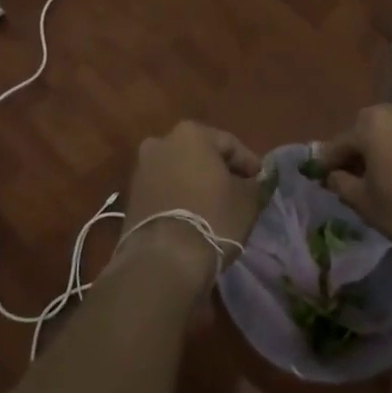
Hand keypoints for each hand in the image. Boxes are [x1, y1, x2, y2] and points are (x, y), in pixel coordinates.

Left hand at [116, 122, 264, 288]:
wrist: (163, 259)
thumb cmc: (212, 218)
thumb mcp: (248, 200)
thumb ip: (256, 183)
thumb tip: (256, 180)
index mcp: (191, 133)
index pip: (230, 144)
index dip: (249, 164)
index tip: (260, 183)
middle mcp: (161, 141)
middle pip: (201, 154)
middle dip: (220, 171)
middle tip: (239, 194)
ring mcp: (142, 168)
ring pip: (180, 171)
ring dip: (198, 184)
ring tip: (216, 208)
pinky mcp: (132, 195)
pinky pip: (164, 189)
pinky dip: (179, 197)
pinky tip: (193, 217)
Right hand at [319, 99, 391, 263]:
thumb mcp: (368, 206)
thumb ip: (343, 184)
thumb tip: (333, 174)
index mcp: (371, 123)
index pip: (339, 143)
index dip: (329, 163)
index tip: (325, 178)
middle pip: (369, 130)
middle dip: (361, 151)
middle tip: (361, 179)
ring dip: (390, 147)